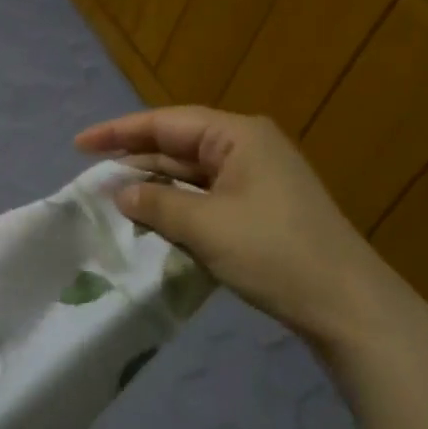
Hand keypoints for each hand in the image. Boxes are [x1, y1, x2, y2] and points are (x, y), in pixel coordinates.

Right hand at [76, 106, 423, 353]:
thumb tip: (120, 192)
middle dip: (134, 158)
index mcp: (237, 136)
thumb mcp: (206, 226)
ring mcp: (256, 179)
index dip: (118, 132)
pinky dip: (177, 205)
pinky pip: (206, 196)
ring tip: (112, 196)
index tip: (79, 145)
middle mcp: (246, 148)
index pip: (165, 123)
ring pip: (190, 173)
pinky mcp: (260, 209)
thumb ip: (156, 203)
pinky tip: (152, 219)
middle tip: (90, 173)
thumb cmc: (274, 252)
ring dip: (154, 184)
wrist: (348, 305)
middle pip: (177, 144)